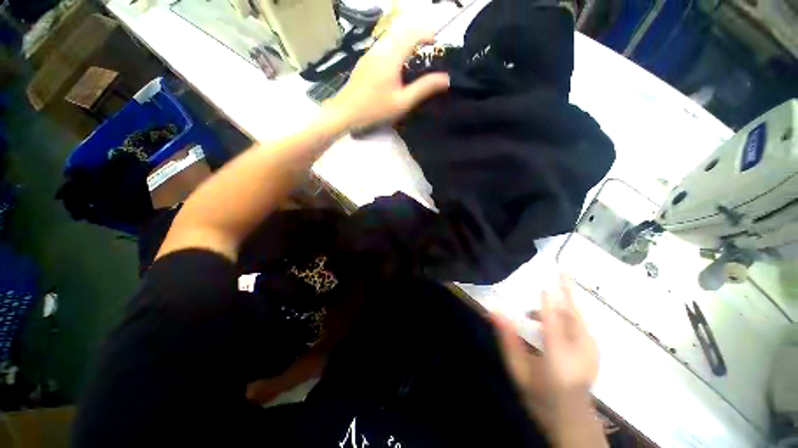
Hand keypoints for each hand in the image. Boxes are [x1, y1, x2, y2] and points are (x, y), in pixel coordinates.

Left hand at [323, 26, 449, 129]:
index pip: (412, 32)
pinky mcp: (365, 59)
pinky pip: (383, 45)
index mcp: (391, 56)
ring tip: (414, 58)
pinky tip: (397, 66)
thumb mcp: (402, 102)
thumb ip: (423, 88)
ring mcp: (370, 52)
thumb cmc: (375, 109)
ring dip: (406, 40)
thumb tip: (445, 79)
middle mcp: (380, 48)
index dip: (426, 33)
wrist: (345, 111)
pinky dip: (395, 47)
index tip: (435, 44)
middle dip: (417, 34)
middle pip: (402, 30)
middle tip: (427, 50)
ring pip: (391, 36)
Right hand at [493, 276, 598, 400]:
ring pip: (578, 317)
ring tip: (534, 311)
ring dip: (561, 304)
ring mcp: (592, 351)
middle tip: (559, 272)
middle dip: (566, 293)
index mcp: (558, 360)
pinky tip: (552, 316)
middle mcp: (581, 353)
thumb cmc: (540, 396)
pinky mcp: (595, 349)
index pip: (553, 326)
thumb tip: (495, 310)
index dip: (547, 305)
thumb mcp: (518, 370)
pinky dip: (568, 312)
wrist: (572, 419)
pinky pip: (581, 323)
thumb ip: (507, 338)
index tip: (542, 285)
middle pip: (573, 316)